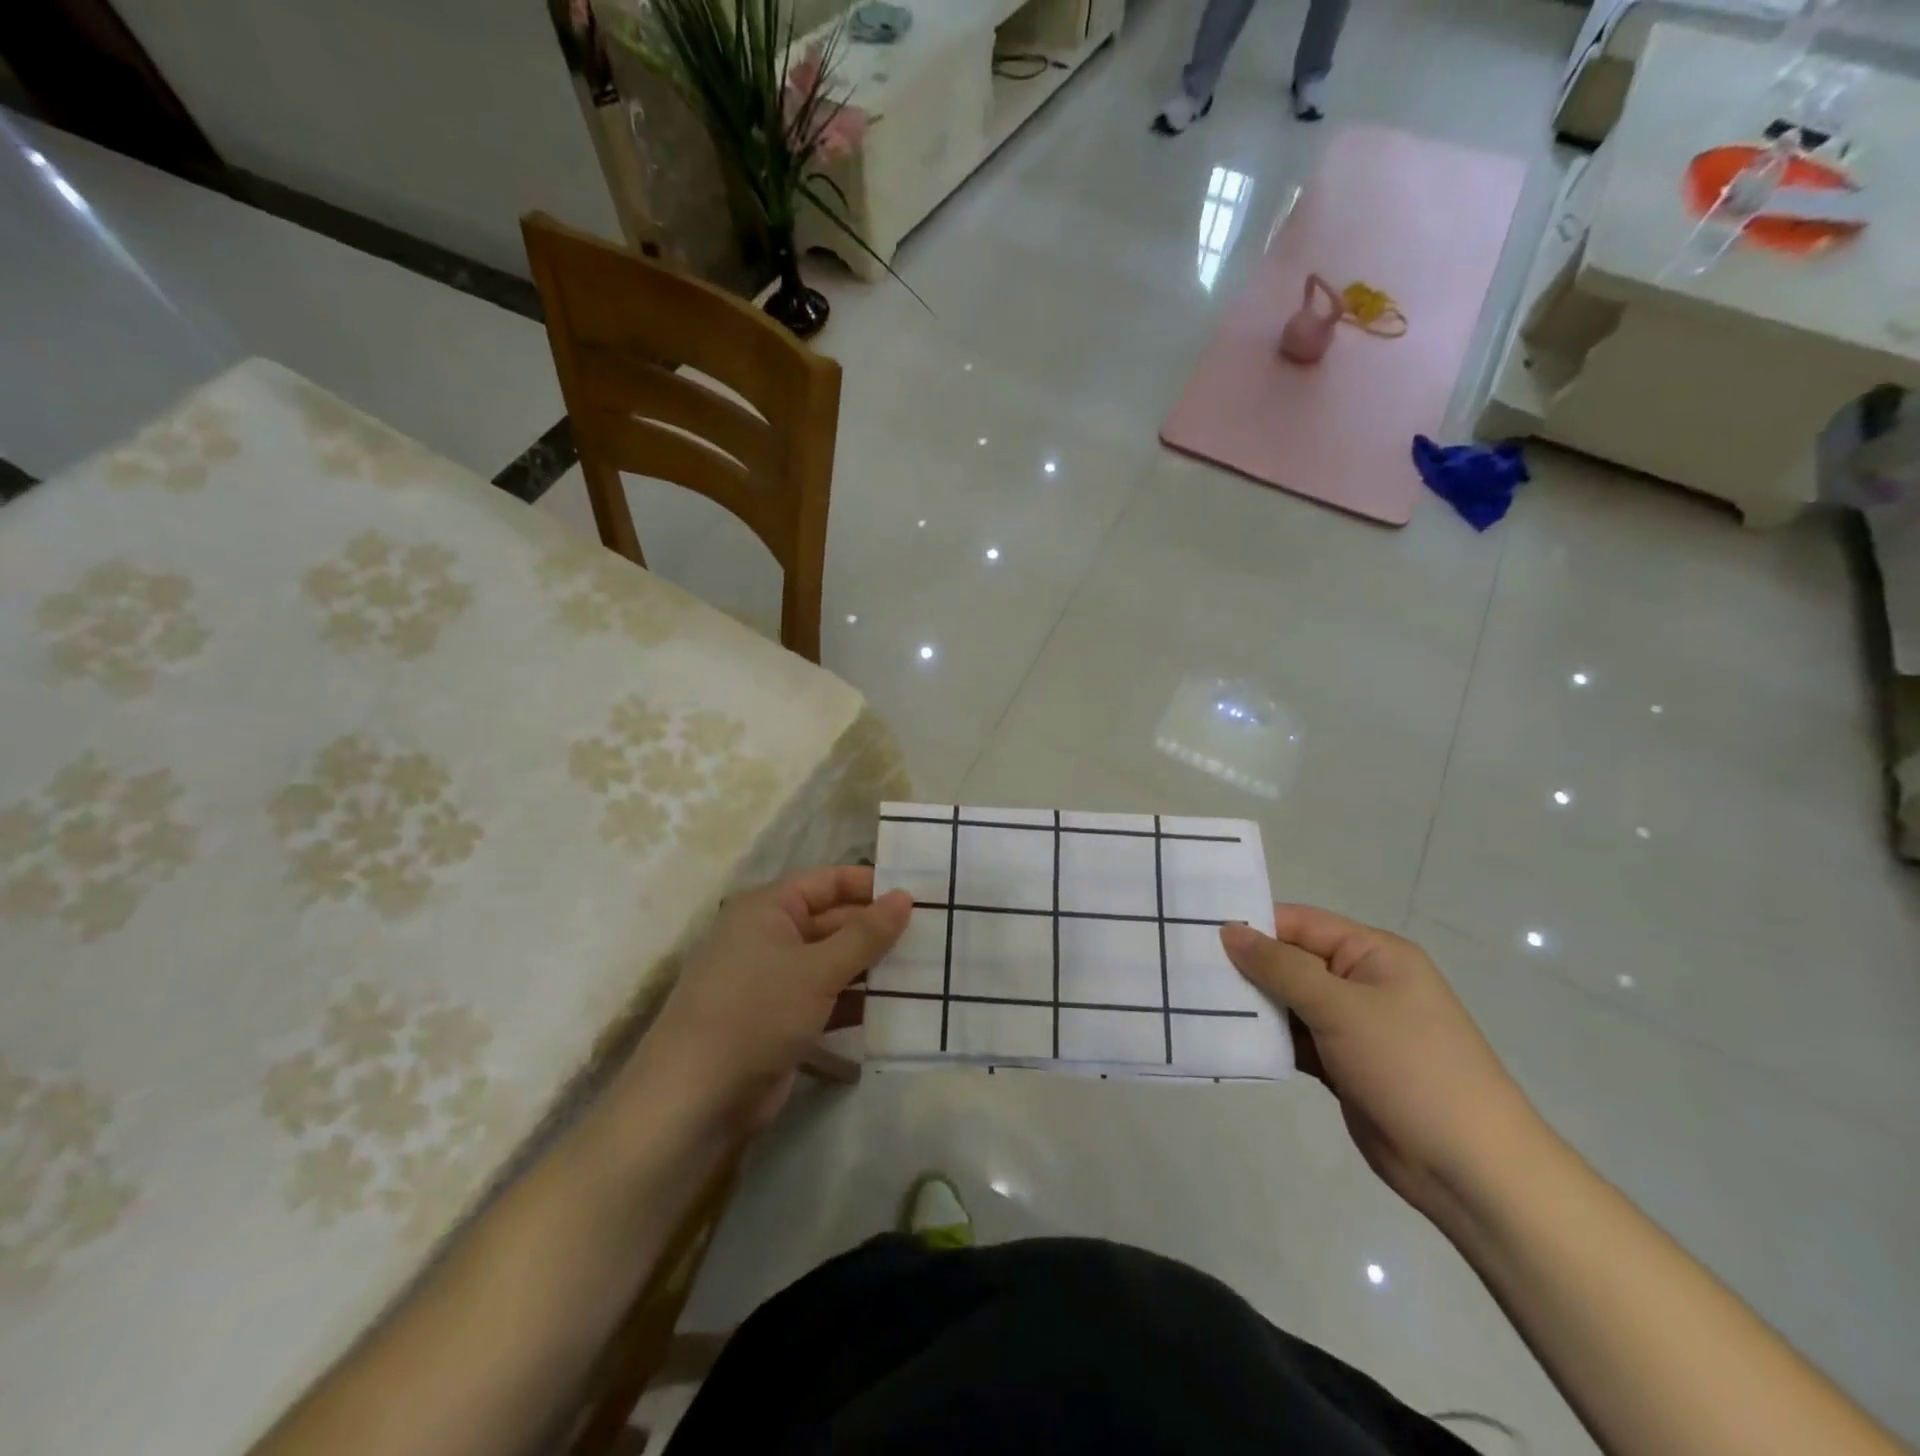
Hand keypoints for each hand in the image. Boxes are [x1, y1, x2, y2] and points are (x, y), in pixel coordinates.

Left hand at [631, 866, 911, 1136]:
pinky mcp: (779, 1020)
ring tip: (924, 971)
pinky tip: (896, 1010)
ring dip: (870, 969)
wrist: (694, 1100)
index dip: (870, 886)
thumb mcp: (817, 969)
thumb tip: (905, 896)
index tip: (918, 897)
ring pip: (831, 962)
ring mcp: (773, 981)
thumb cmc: (756, 1013)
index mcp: (768, 909)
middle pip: (832, 921)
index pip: (827, 882)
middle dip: (876, 930)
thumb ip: (865, 934)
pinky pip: (825, 999)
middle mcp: (768, 937)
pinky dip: (855, 1002)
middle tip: (931, 937)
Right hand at [1221, 906, 1542, 1222]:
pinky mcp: (1342, 1064)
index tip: (1198, 930)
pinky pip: (1294, 1039)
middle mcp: (1362, 982)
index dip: (1253, 924)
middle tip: (1186, 965)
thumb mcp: (1342, 1008)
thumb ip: (1281, 968)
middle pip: (1291, 961)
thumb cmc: (1411, 1069)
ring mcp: (1352, 1026)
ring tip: (1194, 998)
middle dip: (1245, 964)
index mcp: (1373, 954)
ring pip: (1289, 1002)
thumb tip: (1229, 931)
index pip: (1301, 923)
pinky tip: (1224, 1036)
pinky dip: (1266, 1038)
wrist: (1471, 1170)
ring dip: (1251, 1003)